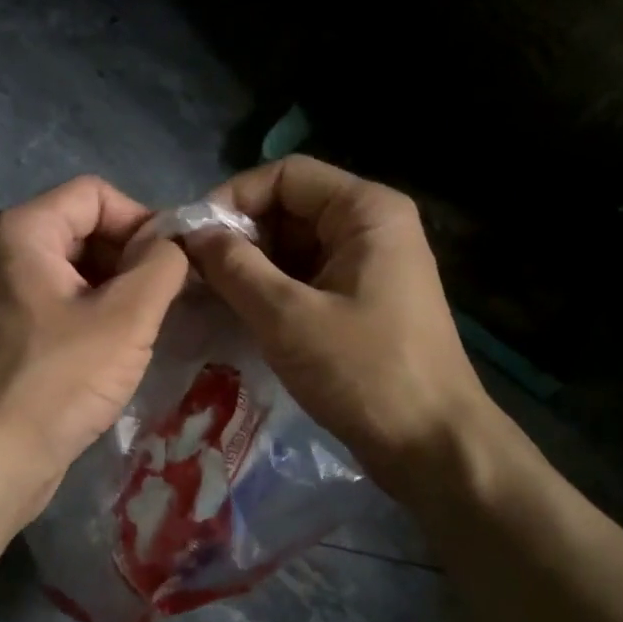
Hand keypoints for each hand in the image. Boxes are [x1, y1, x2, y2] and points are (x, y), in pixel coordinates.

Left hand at [0, 176, 189, 521]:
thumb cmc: (59, 381)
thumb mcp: (127, 318)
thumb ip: (161, 265)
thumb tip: (172, 244)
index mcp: (21, 231)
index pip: (95, 194)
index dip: (142, 221)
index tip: (174, 266)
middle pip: (82, 230)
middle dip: (129, 260)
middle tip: (166, 303)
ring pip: (71, 273)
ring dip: (114, 293)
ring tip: (144, 331)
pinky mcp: (1, 335)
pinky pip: (55, 306)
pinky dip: (90, 318)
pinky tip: (113, 354)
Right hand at [184, 156, 494, 502]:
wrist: (430, 445)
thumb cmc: (362, 372)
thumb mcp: (287, 317)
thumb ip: (234, 268)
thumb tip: (192, 234)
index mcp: (366, 211)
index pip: (285, 176)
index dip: (233, 199)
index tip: (191, 240)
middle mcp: (372, 227)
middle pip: (290, 210)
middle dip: (240, 238)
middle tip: (194, 275)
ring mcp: (370, 266)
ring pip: (296, 248)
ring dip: (252, 269)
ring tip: (209, 298)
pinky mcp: (364, 303)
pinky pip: (308, 280)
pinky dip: (273, 293)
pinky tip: (241, 317)